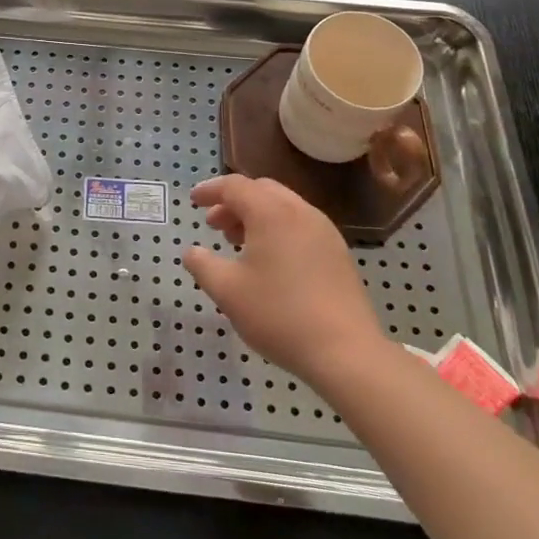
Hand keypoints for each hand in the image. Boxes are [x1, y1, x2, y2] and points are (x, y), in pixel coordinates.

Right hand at [184, 175, 387, 387]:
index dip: (210, 190)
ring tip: (239, 245)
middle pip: (261, 190)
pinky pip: (300, 225)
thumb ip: (202, 265)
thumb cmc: (279, 315)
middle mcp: (300, 212)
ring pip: (283, 207)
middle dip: (233, 202)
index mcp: (271, 212)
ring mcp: (324, 231)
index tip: (193, 201)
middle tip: (215, 226)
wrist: (346, 352)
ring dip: (256, 216)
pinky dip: (277, 229)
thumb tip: (192, 252)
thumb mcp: (227, 291)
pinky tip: (270, 262)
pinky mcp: (338, 253)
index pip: (234, 186)